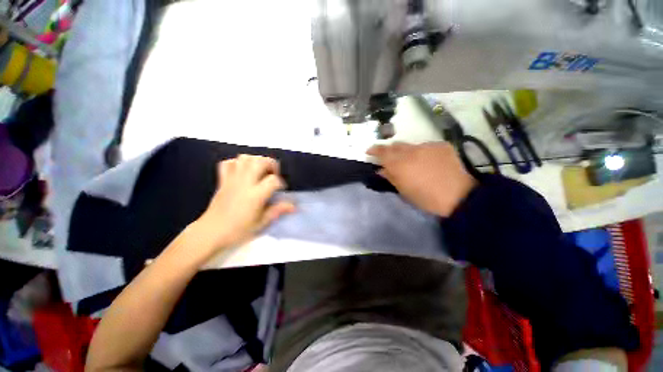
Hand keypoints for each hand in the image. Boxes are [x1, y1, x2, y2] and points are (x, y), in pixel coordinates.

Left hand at [194, 155, 295, 253]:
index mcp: (255, 195)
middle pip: (260, 161)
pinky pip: (228, 163)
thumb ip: (278, 210)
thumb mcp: (262, 223)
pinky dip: (237, 163)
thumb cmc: (238, 230)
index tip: (280, 190)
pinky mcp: (222, 180)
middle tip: (273, 174)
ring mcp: (232, 180)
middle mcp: (244, 183)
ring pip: (245, 158)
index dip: (280, 183)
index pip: (273, 180)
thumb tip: (294, 206)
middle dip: (271, 164)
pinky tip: (243, 171)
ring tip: (260, 170)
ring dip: (256, 160)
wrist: (211, 232)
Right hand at [367, 142, 476, 216]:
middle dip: (389, 151)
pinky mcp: (440, 145)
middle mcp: (410, 151)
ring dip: (406, 152)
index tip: (369, 151)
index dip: (374, 150)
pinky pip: (425, 146)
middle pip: (395, 145)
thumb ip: (390, 177)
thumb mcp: (403, 190)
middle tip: (390, 159)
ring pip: (410, 145)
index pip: (381, 151)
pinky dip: (422, 153)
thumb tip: (381, 169)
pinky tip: (428, 162)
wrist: (458, 196)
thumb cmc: (425, 198)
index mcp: (399, 164)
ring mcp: (427, 146)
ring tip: (412, 162)